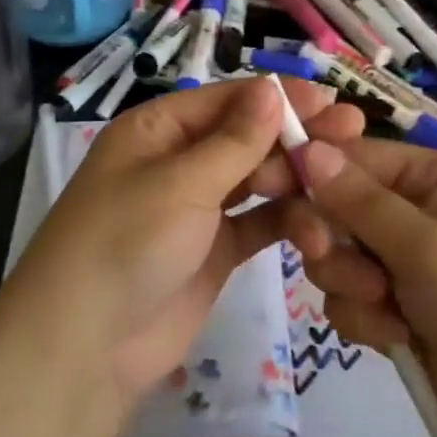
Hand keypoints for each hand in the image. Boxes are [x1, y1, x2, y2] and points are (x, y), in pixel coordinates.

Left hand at [6, 78, 363, 402]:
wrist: (84, 348)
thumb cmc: (126, 242)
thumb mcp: (181, 182)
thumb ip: (235, 140)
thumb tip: (272, 88)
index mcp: (158, 130)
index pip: (226, 99)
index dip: (278, 97)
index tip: (329, 100)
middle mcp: (177, 161)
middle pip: (246, 136)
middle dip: (294, 135)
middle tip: (352, 132)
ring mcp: (197, 208)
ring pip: (256, 179)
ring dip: (295, 179)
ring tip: (339, 181)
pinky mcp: (214, 251)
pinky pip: (257, 224)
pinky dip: (286, 221)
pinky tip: (320, 223)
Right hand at [269, 140, 436, 436]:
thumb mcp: (427, 245)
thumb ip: (358, 200)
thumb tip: (305, 146)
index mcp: (431, 178)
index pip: (352, 156)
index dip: (305, 167)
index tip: (261, 183)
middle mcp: (417, 215)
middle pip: (338, 209)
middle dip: (331, 238)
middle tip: (328, 255)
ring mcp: (411, 268)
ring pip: (341, 260)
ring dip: (351, 284)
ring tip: (387, 309)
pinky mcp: (406, 316)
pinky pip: (356, 303)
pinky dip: (368, 321)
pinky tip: (399, 339)